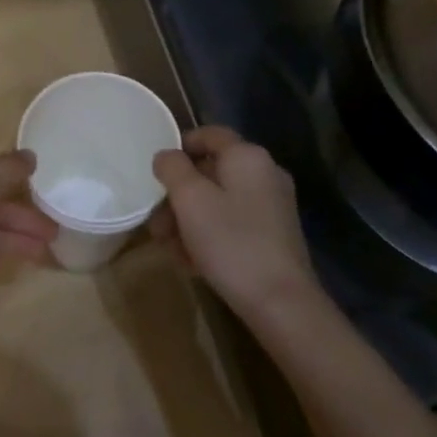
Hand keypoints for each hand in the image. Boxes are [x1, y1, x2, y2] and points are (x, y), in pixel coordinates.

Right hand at [152, 126, 314, 313]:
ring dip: (189, 219)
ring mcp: (273, 206)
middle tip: (157, 223)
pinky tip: (192, 262)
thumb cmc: (231, 242)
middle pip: (211, 172)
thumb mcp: (190, 199)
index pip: (209, 134)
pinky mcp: (274, 235)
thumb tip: (167, 156)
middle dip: (178, 195)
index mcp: (247, 157)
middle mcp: (265, 174)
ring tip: (170, 248)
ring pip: (219, 201)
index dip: (179, 147)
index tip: (156, 173)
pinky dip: (210, 235)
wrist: (280, 302)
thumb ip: (172, 168)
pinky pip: (233, 223)